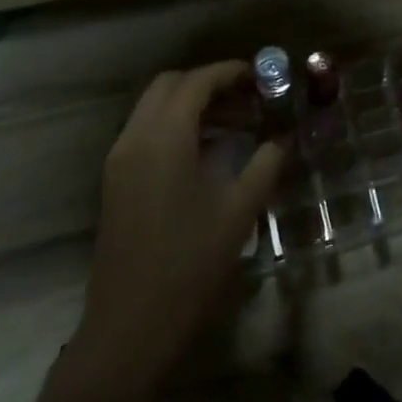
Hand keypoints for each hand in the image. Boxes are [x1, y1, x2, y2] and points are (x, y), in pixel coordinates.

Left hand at [69, 62, 285, 401]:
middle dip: (209, 83)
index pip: (197, 82)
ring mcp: (120, 160)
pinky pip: (147, 131)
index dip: (231, 72)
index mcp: (164, 138)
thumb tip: (285, 136)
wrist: (128, 328)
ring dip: (193, 104)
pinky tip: (210, 150)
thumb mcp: (239, 210)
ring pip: (155, 107)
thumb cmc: (189, 264)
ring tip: (238, 122)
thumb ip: (265, 163)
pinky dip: (177, 125)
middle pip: (170, 85)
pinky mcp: (116, 181)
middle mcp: (135, 138)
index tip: (263, 77)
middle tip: (249, 97)